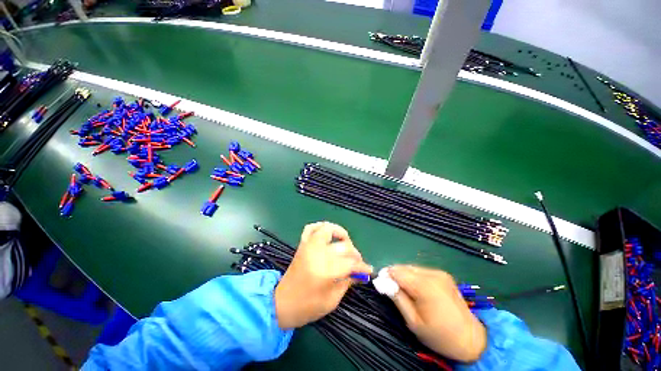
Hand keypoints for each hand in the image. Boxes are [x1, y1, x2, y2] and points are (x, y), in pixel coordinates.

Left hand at [274, 222, 371, 328]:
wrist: (282, 304)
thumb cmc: (308, 307)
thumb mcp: (332, 300)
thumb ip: (348, 282)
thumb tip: (360, 272)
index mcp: (326, 271)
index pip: (351, 263)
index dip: (362, 267)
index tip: (369, 270)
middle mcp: (318, 253)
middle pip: (344, 246)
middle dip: (355, 254)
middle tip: (357, 262)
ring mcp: (309, 246)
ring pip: (328, 229)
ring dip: (339, 233)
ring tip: (345, 242)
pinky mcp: (302, 245)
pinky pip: (311, 228)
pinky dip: (320, 226)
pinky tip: (327, 233)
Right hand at [388, 265, 486, 362]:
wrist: (471, 339)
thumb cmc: (440, 336)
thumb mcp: (414, 322)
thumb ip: (397, 299)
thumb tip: (383, 283)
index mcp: (425, 286)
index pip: (397, 272)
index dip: (386, 275)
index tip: (381, 284)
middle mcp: (432, 274)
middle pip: (404, 267)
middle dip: (394, 275)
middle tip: (391, 289)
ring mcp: (439, 273)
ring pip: (412, 267)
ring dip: (404, 275)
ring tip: (404, 290)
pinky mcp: (443, 274)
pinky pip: (421, 271)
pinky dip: (413, 276)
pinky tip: (416, 289)